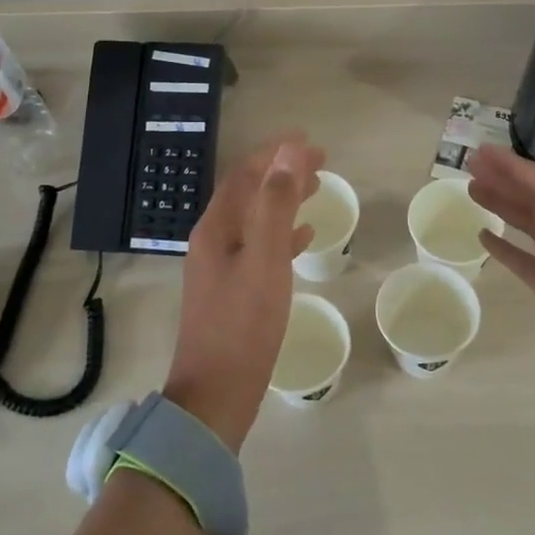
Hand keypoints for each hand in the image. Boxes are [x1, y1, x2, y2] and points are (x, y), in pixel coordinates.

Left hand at [166, 132, 324, 451]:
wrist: (215, 395)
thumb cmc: (243, 325)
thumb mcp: (265, 260)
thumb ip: (276, 204)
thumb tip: (288, 152)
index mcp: (217, 228)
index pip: (246, 174)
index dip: (275, 153)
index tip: (308, 139)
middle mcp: (214, 240)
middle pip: (249, 192)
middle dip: (281, 172)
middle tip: (320, 160)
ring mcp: (221, 266)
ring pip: (256, 218)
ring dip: (283, 199)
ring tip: (314, 189)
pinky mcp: (232, 290)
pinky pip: (260, 247)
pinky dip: (282, 233)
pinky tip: (303, 236)